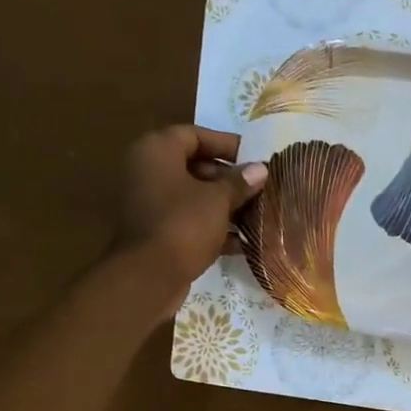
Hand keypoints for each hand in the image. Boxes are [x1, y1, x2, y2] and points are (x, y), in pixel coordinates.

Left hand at [113, 125, 266, 312]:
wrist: (149, 275)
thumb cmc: (183, 224)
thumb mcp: (218, 200)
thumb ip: (240, 183)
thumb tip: (261, 169)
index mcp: (158, 150)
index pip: (195, 135)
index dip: (226, 144)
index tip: (254, 157)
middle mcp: (149, 171)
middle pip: (194, 166)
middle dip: (228, 178)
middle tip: (258, 189)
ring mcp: (151, 203)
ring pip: (193, 196)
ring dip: (223, 204)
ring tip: (256, 213)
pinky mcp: (157, 231)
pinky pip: (189, 220)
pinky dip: (212, 227)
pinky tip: (241, 241)